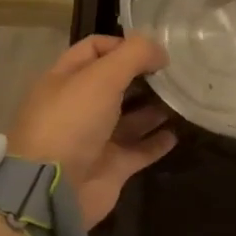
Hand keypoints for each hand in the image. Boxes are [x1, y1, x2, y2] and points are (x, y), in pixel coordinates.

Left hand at [6, 34, 175, 228]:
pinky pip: (140, 149)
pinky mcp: (111, 166)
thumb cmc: (72, 122)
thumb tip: (160, 52)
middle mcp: (79, 107)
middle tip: (175, 73)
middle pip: (116, 83)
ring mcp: (95, 138)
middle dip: (144, 76)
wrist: (53, 190)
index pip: (94, 50)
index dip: (123, 45)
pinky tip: (177, 132)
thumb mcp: (102, 77)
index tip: (154, 51)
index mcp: (66, 80)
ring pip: (131, 117)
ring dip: (155, 107)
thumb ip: (134, 55)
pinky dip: (158, 141)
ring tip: (182, 99)